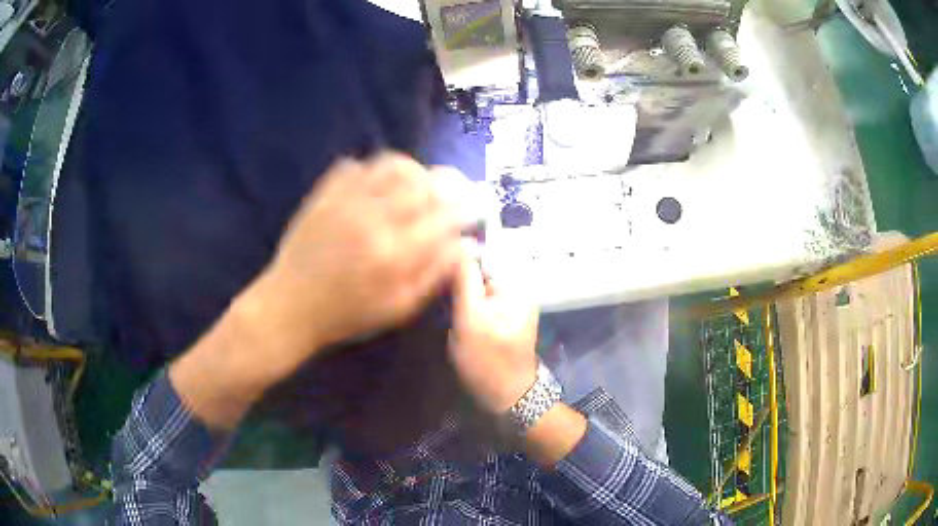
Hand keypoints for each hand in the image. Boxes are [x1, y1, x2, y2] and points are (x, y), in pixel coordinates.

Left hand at [242, 153, 464, 374]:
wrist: (289, 306)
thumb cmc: (347, 315)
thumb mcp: (397, 308)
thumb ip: (434, 274)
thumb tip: (465, 245)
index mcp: (396, 253)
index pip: (445, 215)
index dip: (466, 206)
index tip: (473, 208)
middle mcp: (374, 220)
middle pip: (423, 182)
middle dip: (446, 183)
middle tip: (449, 192)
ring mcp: (347, 202)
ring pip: (392, 165)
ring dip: (413, 170)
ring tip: (416, 184)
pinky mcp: (325, 195)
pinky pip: (357, 165)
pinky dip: (375, 170)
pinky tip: (377, 186)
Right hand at [448, 248, 539, 413]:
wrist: (508, 397)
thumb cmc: (488, 361)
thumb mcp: (471, 320)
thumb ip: (464, 280)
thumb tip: (458, 243)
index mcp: (515, 283)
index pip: (479, 254)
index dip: (454, 260)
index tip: (433, 275)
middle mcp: (516, 286)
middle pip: (478, 267)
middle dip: (457, 279)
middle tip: (438, 296)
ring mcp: (510, 301)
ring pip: (475, 283)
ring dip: (459, 292)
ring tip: (446, 309)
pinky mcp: (502, 314)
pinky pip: (479, 298)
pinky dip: (466, 304)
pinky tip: (456, 317)